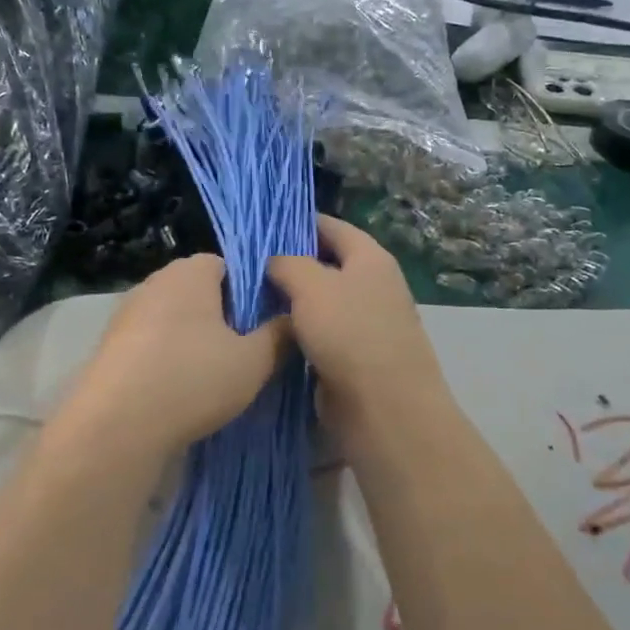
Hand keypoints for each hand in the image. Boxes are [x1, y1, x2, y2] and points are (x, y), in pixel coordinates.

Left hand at [64, 255, 291, 458]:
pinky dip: (167, 358)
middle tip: (244, 351)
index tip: (264, 324)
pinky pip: (151, 343)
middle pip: (199, 291)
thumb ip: (279, 335)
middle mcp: (155, 282)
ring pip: (174, 319)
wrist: (117, 427)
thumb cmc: (193, 379)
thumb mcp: (254, 361)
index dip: (251, 291)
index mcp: (190, 272)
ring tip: (213, 375)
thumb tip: (292, 320)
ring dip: (193, 340)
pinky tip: (180, 390)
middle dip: (222, 317)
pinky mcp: (109, 346)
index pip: (229, 265)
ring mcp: (126, 314)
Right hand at [268, 216, 447, 447]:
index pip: (332, 226)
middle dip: (289, 263)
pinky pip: (318, 334)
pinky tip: (265, 333)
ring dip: (289, 301)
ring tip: (246, 297)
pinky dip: (296, 332)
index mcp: (370, 259)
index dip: (298, 222)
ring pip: (319, 302)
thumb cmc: (349, 333)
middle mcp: (371, 286)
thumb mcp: (311, 285)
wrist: (384, 408)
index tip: (261, 225)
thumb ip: (288, 264)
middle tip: (245, 265)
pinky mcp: (353, 357)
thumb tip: (276, 262)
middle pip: (325, 264)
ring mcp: (364, 323)